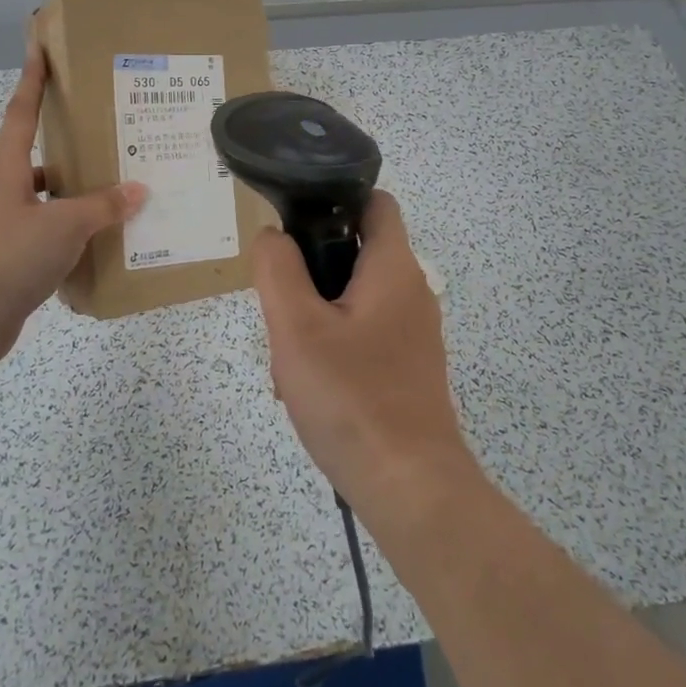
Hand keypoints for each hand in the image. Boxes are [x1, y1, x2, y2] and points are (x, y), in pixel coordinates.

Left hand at [0, 44, 144, 367]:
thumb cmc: (6, 255)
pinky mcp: (15, 261)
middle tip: (112, 133)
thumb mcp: (62, 225)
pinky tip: (108, 242)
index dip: (32, 81)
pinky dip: (78, 237)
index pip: (20, 113)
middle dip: (71, 144)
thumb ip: (101, 206)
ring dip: (81, 196)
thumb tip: (137, 190)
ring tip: (123, 191)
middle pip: (40, 157)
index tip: (40, 49)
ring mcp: (9, 228)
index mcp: (8, 171)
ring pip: (51, 201)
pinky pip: (53, 237)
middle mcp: (6, 193)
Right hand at [251, 191, 477, 517]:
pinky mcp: (408, 367)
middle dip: (312, 269)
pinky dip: (334, 345)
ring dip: (316, 315)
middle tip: (280, 302)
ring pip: (353, 299)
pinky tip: (308, 384)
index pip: (375, 202)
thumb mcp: (297, 327)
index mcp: (393, 268)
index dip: (336, 198)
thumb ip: (278, 270)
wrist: (410, 488)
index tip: (295, 222)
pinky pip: (364, 335)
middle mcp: (411, 292)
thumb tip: (272, 236)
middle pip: (356, 252)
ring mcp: (413, 333)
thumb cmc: (352, 398)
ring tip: (288, 354)